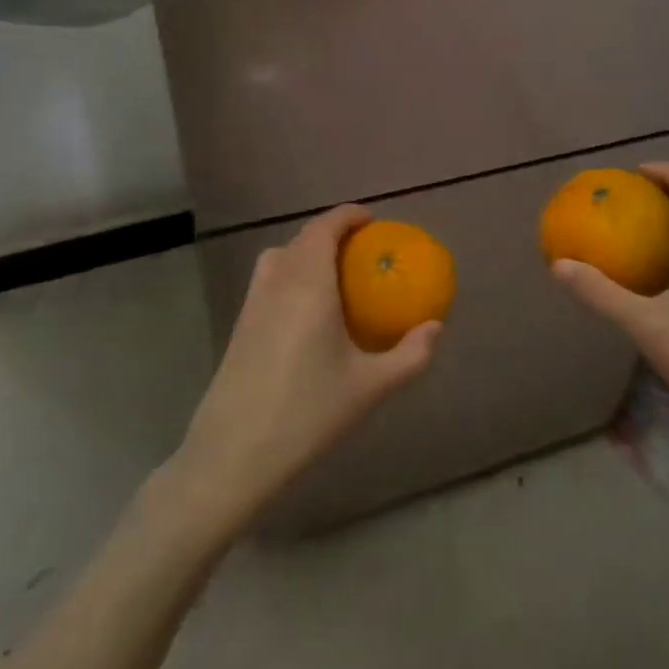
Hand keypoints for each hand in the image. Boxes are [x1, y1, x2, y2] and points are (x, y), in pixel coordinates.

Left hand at [169, 205, 441, 535]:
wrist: (234, 453)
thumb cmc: (308, 413)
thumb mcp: (371, 387)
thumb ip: (411, 355)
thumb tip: (434, 327)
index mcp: (308, 284)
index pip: (324, 228)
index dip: (348, 215)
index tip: (372, 220)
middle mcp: (277, 283)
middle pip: (302, 238)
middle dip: (332, 233)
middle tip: (362, 250)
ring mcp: (252, 304)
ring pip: (280, 257)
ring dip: (307, 252)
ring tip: (334, 275)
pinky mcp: (239, 326)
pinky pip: (268, 280)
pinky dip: (290, 274)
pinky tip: (307, 312)